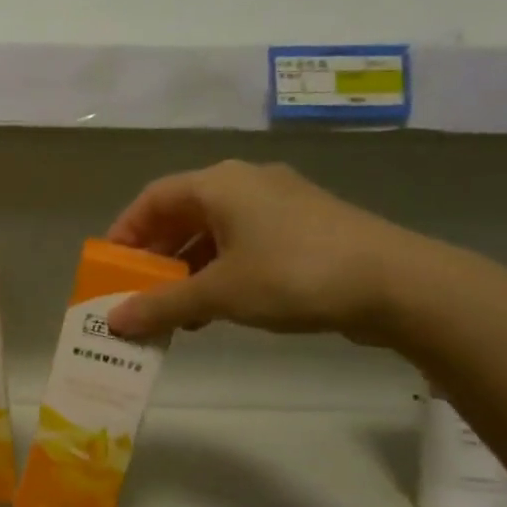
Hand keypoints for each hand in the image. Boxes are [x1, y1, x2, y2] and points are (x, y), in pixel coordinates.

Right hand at [104, 162, 430, 340]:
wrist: (397, 283)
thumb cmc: (294, 274)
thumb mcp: (219, 293)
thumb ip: (162, 306)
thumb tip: (113, 323)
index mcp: (220, 184)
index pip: (153, 199)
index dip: (124, 233)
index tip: (109, 269)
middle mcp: (246, 183)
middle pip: (182, 215)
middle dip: (155, 257)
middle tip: (137, 293)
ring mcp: (279, 205)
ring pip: (214, 233)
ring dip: (187, 270)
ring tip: (173, 311)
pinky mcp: (304, 229)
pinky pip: (244, 245)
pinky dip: (220, 273)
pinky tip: (216, 310)